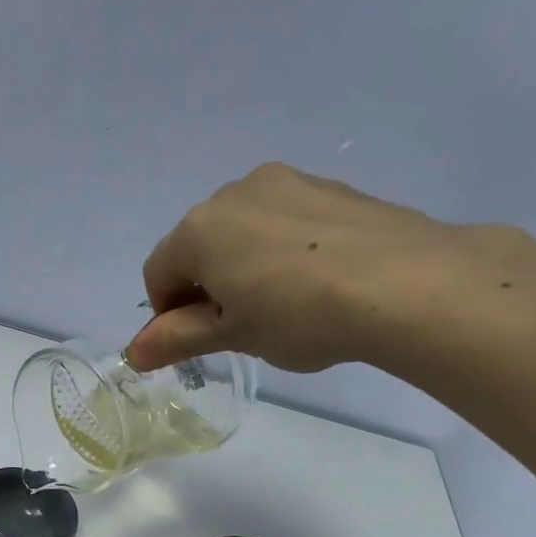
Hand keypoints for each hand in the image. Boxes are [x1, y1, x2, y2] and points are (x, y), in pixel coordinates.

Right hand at [126, 163, 535, 373]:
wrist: (402, 283)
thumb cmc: (296, 315)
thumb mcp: (231, 335)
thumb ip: (177, 339)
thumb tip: (133, 353)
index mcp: (200, 228)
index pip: (158, 272)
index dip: (166, 314)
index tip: (195, 343)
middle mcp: (234, 192)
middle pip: (197, 246)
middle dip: (204, 287)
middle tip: (237, 328)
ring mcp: (286, 183)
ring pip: (241, 231)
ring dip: (241, 267)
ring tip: (278, 307)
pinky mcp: (329, 187)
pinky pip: (283, 222)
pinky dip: (280, 251)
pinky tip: (312, 282)